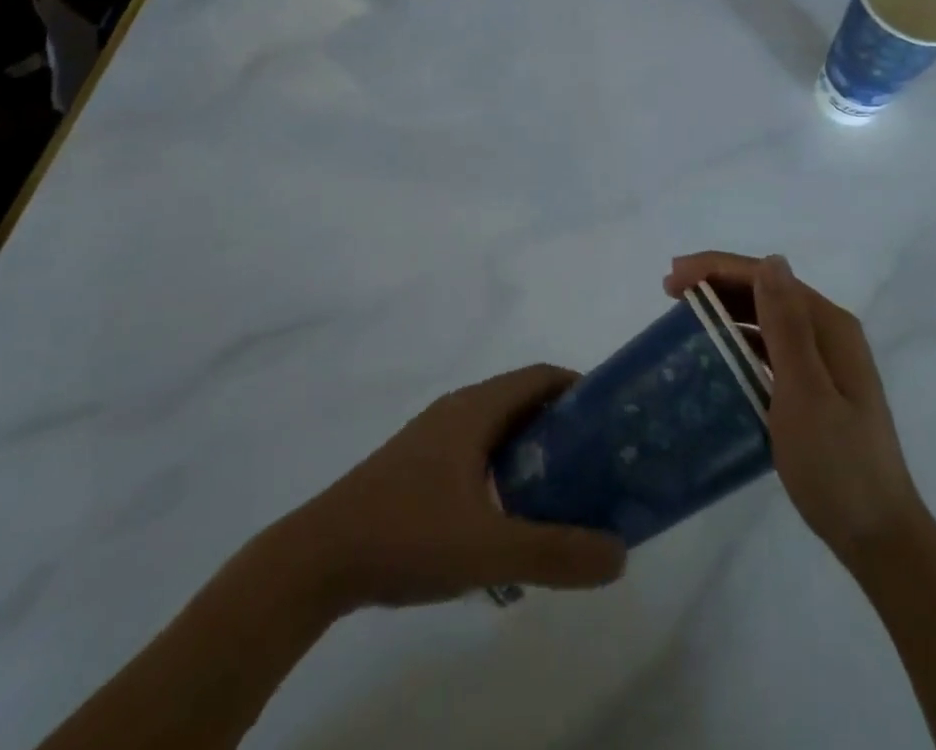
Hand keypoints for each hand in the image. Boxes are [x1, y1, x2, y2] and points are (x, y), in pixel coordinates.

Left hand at [286, 365, 625, 611]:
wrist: (316, 559)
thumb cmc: (406, 535)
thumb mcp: (488, 549)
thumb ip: (555, 552)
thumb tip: (619, 553)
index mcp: (475, 409)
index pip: (540, 377)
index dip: (580, 389)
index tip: (612, 420)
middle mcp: (457, 411)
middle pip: (522, 402)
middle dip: (562, 427)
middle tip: (597, 464)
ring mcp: (432, 438)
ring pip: (497, 431)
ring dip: (532, 452)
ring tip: (562, 494)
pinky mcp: (416, 467)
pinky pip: (475, 454)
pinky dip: (503, 472)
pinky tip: (507, 521)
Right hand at [665, 252, 922, 569]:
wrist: (879, 538)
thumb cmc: (837, 465)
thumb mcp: (804, 392)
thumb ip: (786, 326)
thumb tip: (772, 260)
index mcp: (829, 325)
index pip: (766, 276)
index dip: (716, 269)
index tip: (670, 279)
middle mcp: (829, 332)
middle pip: (766, 291)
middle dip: (717, 284)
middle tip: (668, 293)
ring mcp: (825, 361)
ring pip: (766, 318)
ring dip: (726, 309)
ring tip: (684, 316)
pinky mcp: (816, 387)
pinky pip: (770, 348)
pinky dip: (741, 341)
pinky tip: (717, 354)